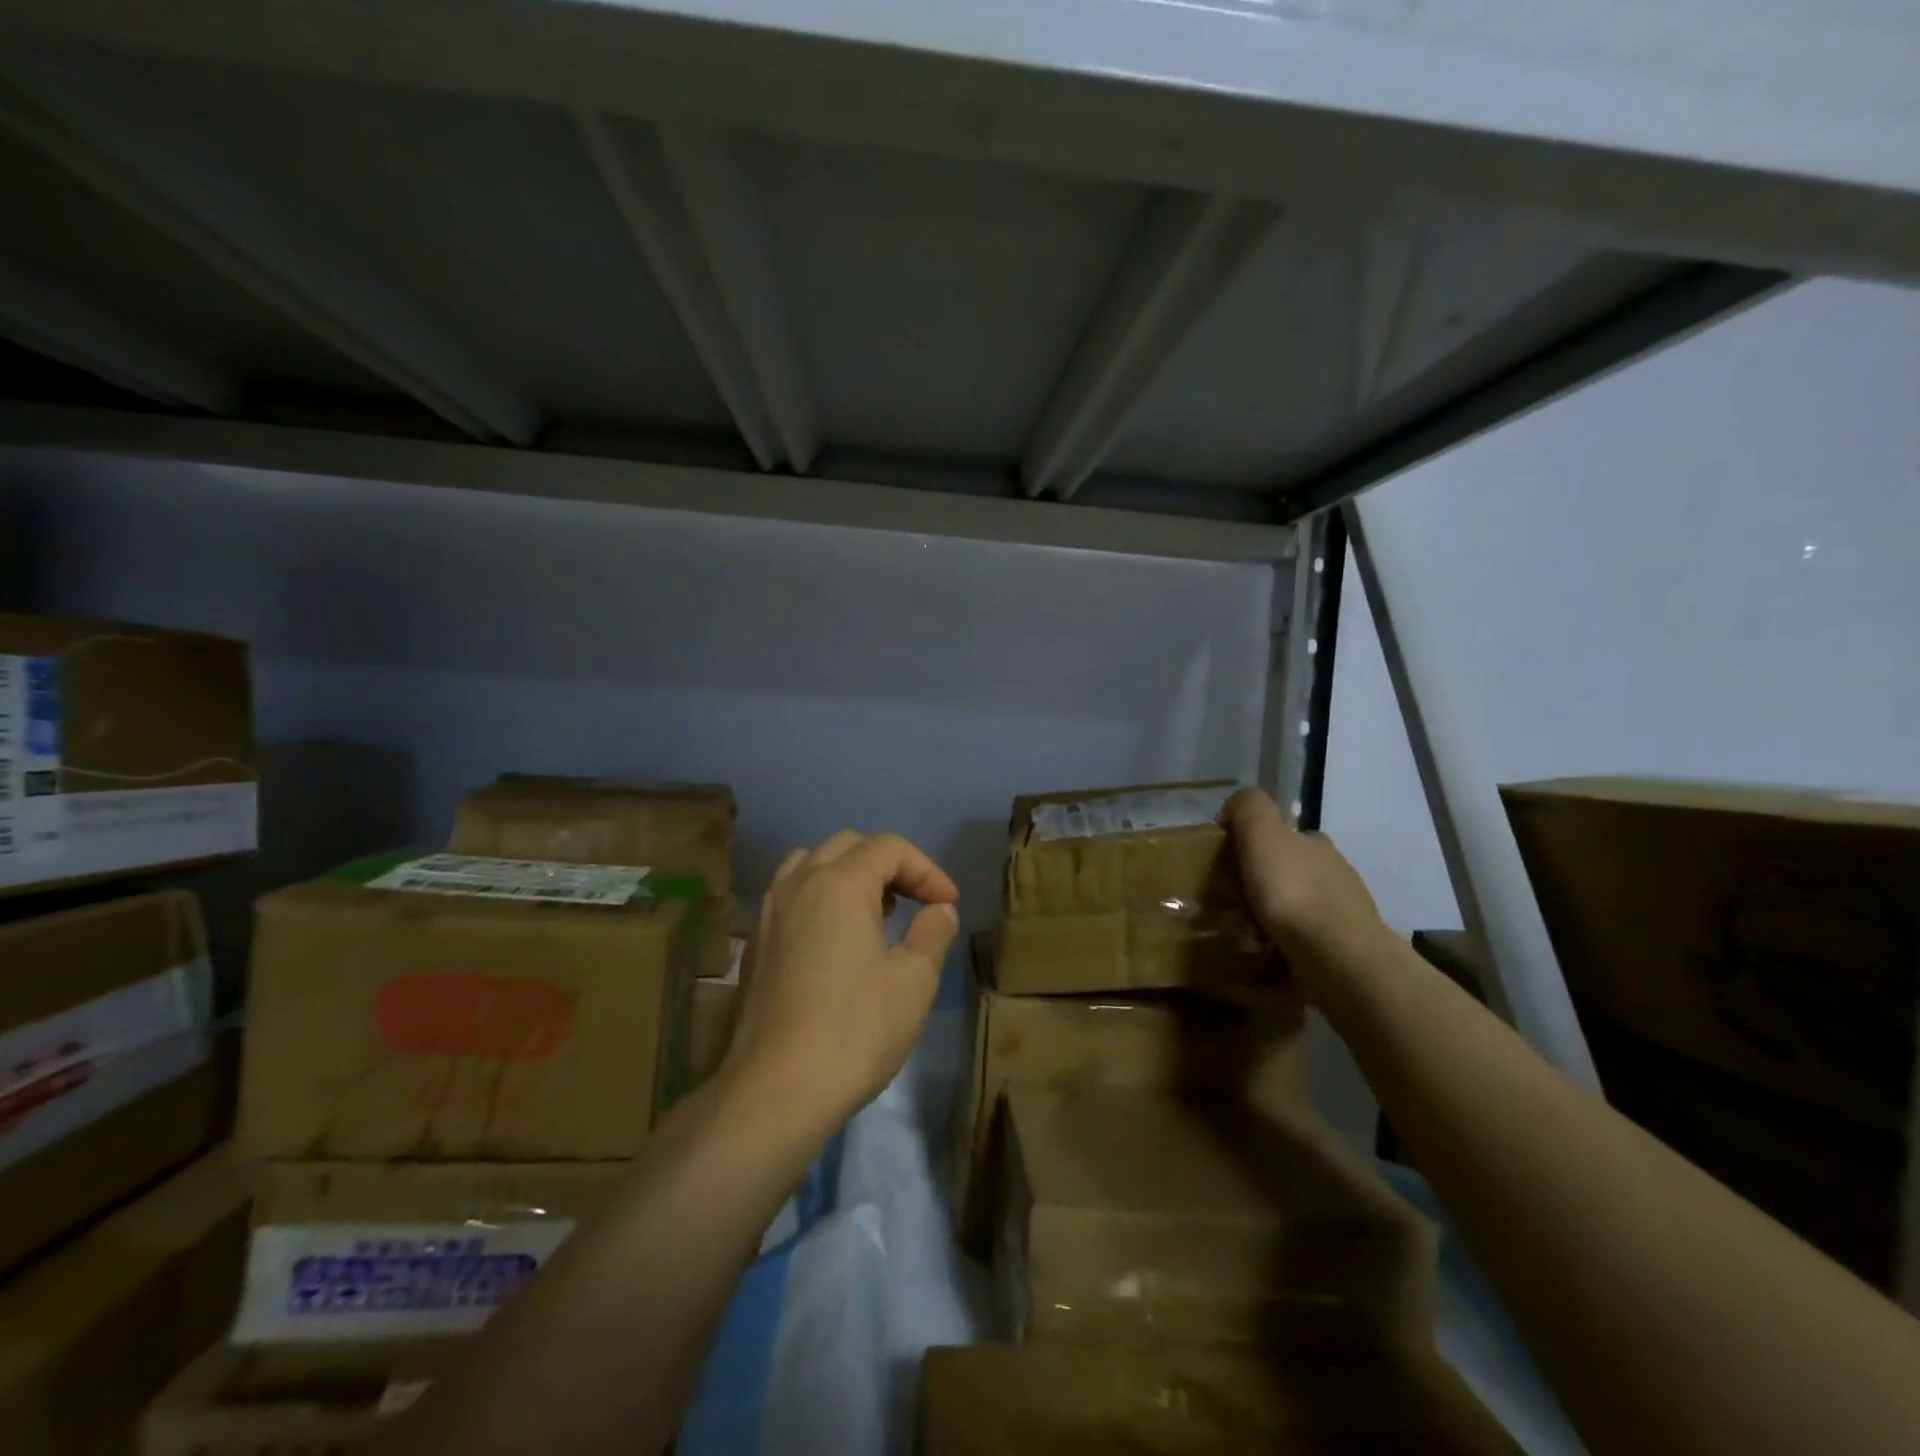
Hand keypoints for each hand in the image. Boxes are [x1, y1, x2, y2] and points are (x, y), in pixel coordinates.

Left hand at [723, 831, 959, 1130]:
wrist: (775, 1091)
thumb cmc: (854, 1031)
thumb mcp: (913, 981)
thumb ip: (932, 932)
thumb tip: (939, 909)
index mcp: (840, 883)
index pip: (889, 847)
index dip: (926, 869)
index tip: (947, 903)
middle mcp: (799, 883)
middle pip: (850, 846)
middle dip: (890, 865)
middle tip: (915, 901)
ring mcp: (770, 911)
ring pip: (813, 863)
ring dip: (850, 874)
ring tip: (875, 911)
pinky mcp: (755, 941)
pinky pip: (792, 893)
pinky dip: (821, 895)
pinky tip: (837, 939)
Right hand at [1221, 788, 1388, 997]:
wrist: (1335, 957)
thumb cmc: (1293, 890)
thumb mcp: (1262, 833)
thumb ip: (1248, 809)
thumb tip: (1233, 811)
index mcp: (1317, 845)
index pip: (1287, 836)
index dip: (1257, 843)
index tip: (1230, 864)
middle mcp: (1336, 874)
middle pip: (1294, 871)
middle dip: (1267, 881)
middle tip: (1231, 899)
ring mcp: (1343, 916)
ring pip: (1301, 908)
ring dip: (1277, 916)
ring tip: (1243, 931)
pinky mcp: (1342, 953)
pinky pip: (1306, 943)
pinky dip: (1287, 946)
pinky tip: (1265, 955)